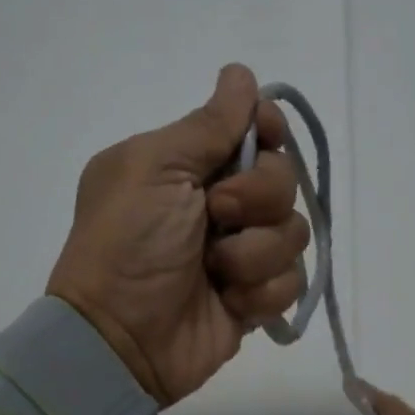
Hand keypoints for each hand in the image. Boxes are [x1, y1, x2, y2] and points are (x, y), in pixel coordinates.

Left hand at [47, 64, 309, 405]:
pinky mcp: (255, 297)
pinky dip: (261, 293)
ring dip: (255, 254)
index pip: (255, 130)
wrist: (121, 339)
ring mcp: (240, 252)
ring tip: (216, 272)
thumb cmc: (128, 244)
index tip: (263, 140)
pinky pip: (292, 282)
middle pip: (284, 178)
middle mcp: (220, 203)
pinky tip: (230, 302)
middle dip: (257, 198)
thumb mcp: (154, 168)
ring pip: (293, 233)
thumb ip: (206, 125)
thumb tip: (240, 74)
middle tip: (216, 217)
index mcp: (189, 164)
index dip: (268, 131)